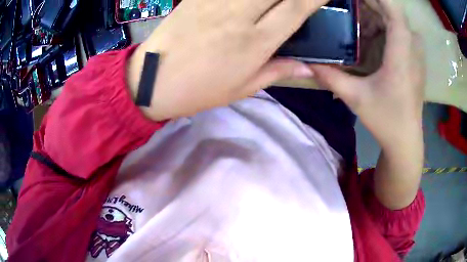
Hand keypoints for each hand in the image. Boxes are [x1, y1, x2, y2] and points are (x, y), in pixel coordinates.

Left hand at [128, 0, 328, 120]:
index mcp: (255, 43)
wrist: (153, 82)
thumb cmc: (199, 91)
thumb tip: (308, 69)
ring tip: (271, 1)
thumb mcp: (242, 88)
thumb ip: (277, 72)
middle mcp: (239, 15)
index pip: (295, 9)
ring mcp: (215, 2)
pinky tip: (244, 1)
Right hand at [310, 0, 424, 148]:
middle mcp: (412, 51)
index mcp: (401, 56)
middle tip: (352, 5)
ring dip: (381, 15)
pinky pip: (404, 34)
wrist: (406, 140)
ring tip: (362, 17)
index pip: (395, 13)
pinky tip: (376, 34)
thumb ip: (331, 77)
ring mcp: (417, 56)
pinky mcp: (416, 62)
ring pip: (400, 23)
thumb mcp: (356, 98)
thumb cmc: (385, 120)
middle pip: (395, 14)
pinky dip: (389, 27)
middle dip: (374, 5)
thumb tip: (307, 63)